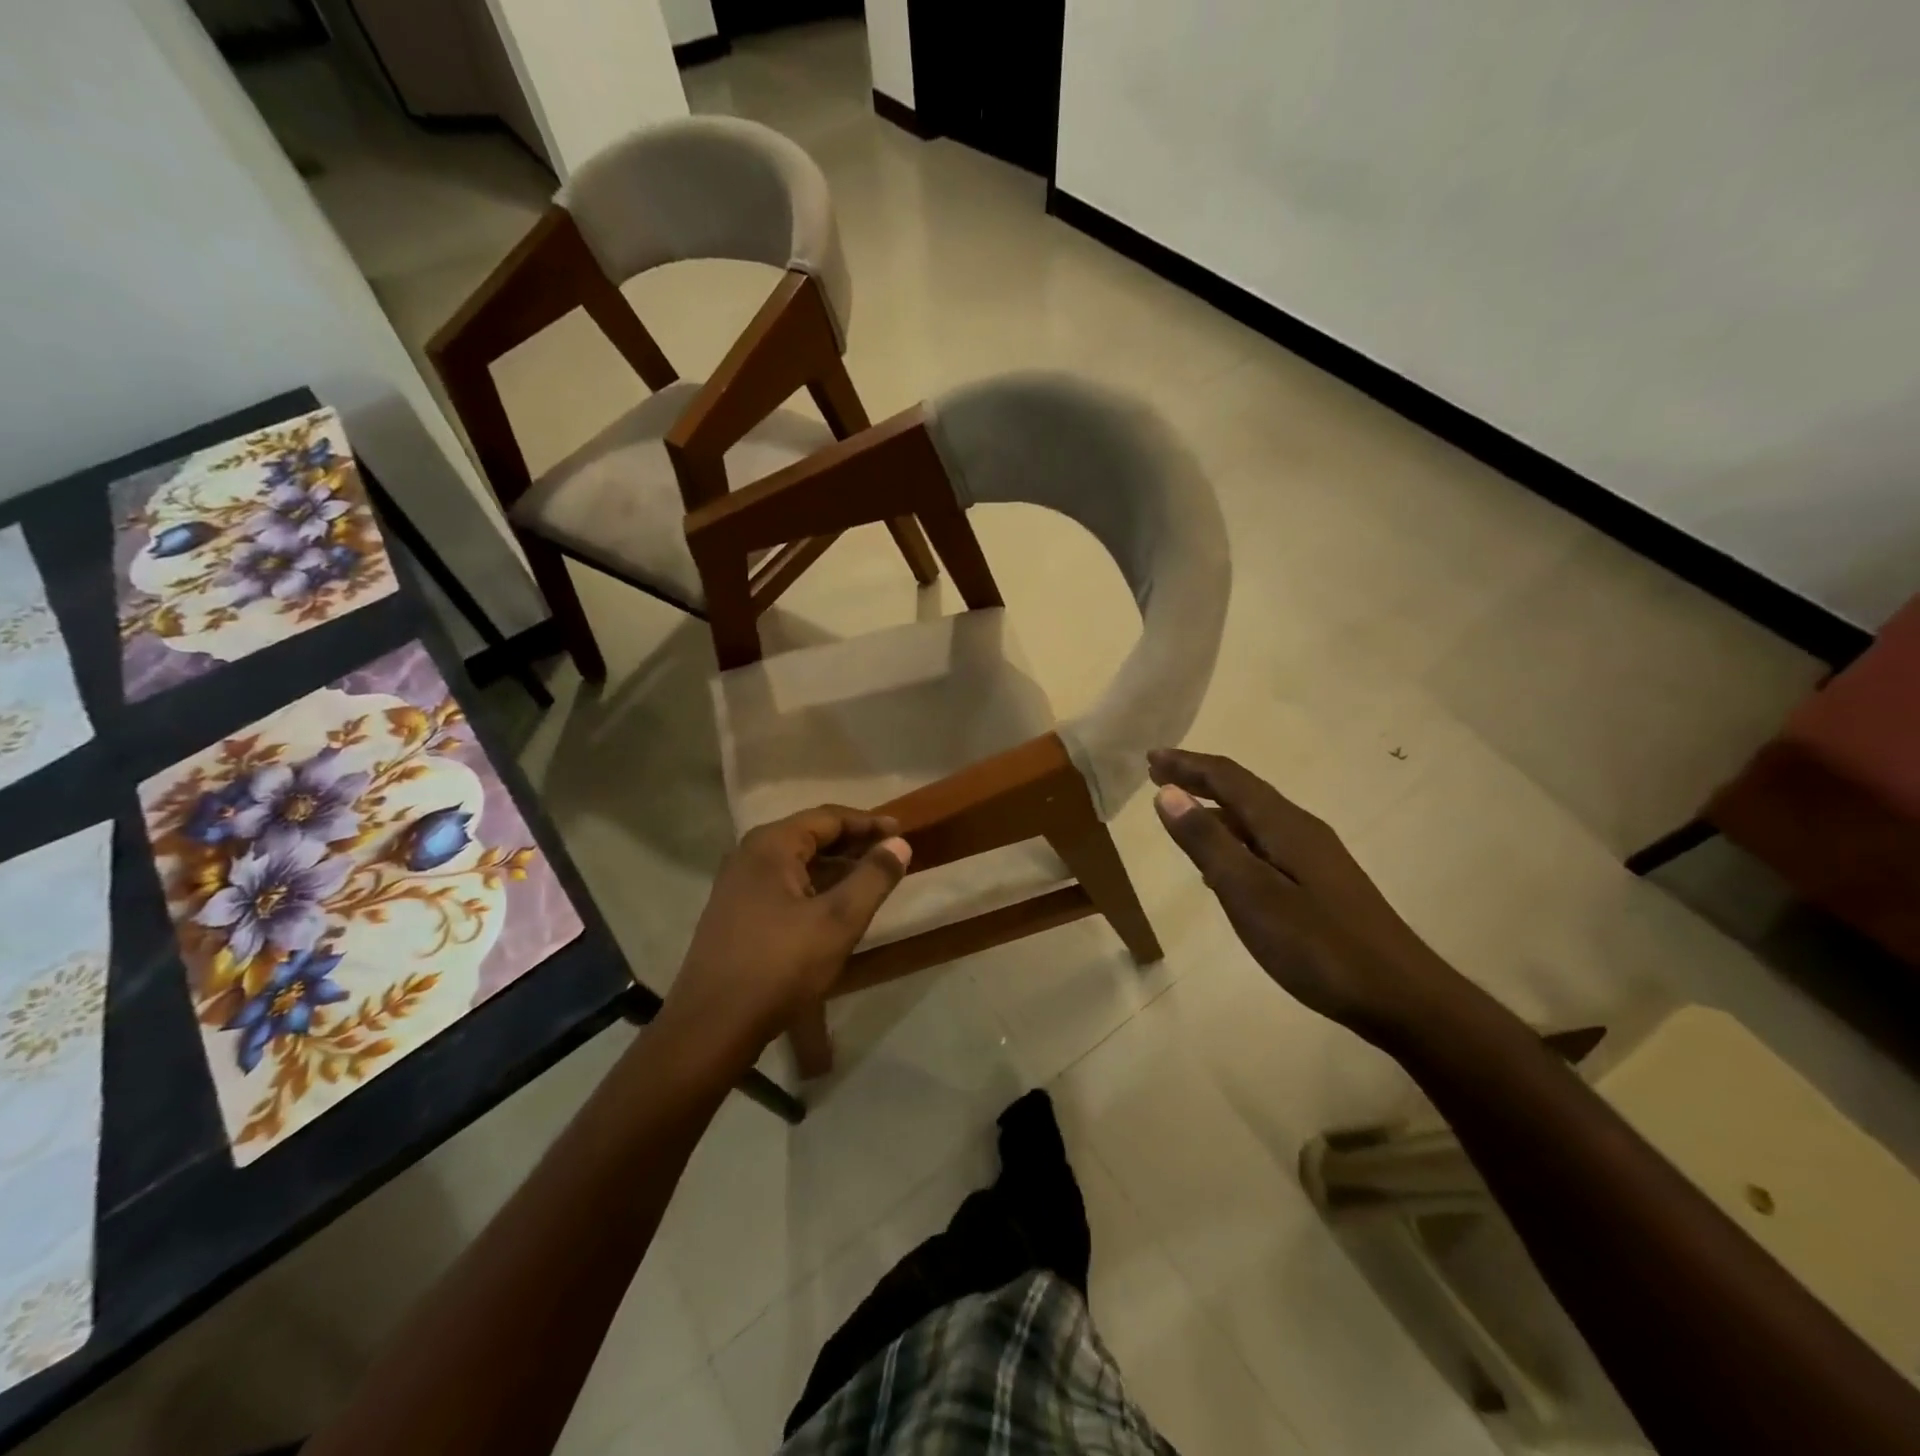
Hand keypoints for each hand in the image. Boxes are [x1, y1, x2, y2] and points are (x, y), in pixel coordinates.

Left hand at [654, 806, 910, 1074]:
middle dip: (852, 843)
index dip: (868, 823)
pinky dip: (815, 886)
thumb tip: (899, 844)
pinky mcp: (736, 913)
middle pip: (810, 835)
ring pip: (797, 863)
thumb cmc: (779, 966)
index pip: (828, 817)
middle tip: (890, 854)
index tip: (902, 831)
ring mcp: (738, 885)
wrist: (712, 1027)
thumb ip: (873, 878)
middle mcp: (749, 855)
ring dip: (835, 867)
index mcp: (770, 845)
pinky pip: (784, 885)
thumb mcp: (838, 921)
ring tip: (870, 879)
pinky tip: (835, 906)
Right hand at [1148, 748, 1451, 1043]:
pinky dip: (1233, 839)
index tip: (1151, 757)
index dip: (1187, 764)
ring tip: (1180, 812)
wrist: (1402, 997)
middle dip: (1198, 779)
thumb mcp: (1250, 894)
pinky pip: (1265, 845)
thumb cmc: (1318, 946)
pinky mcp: (1320, 885)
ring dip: (1215, 809)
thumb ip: (1207, 842)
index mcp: (1283, 825)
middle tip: (1157, 774)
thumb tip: (1168, 793)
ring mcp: (1315, 858)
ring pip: (1255, 819)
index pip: (1228, 778)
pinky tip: (1222, 865)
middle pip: (1243, 792)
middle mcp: (1300, 830)